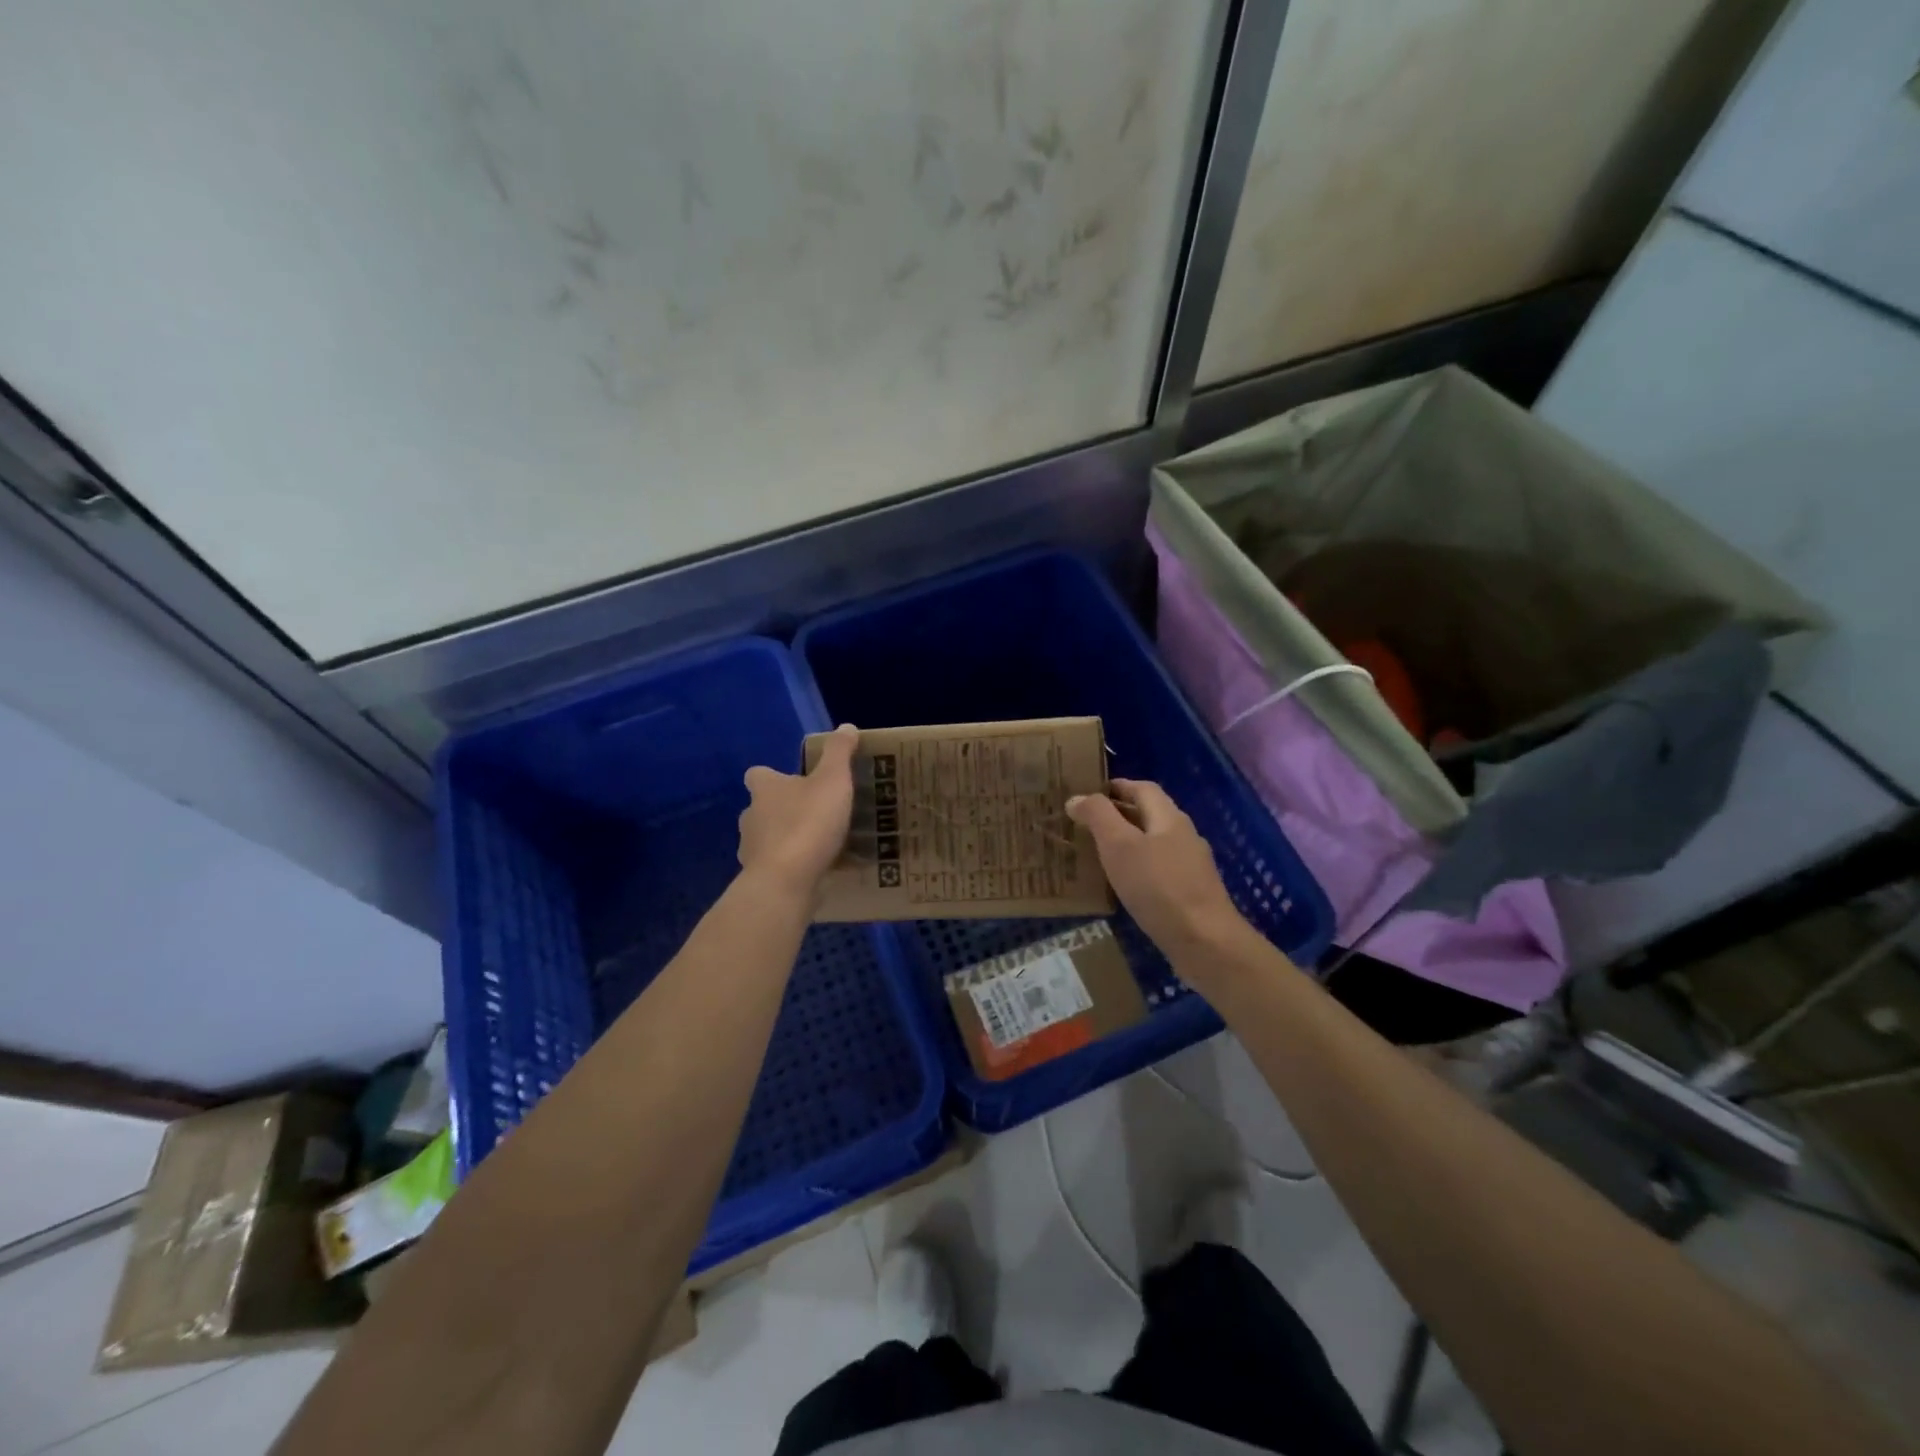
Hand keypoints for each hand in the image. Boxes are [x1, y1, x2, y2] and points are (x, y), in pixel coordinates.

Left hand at [738, 724, 858, 901]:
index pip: (759, 775)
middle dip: (785, 810)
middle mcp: (751, 817)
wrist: (786, 882)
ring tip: (823, 845)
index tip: (795, 780)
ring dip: (791, 840)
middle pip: (764, 808)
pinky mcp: (762, 879)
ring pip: (770, 839)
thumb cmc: (808, 823)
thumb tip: (846, 727)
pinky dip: (796, 867)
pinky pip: (781, 867)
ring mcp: (752, 851)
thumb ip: (839, 753)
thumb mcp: (833, 781)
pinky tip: (822, 871)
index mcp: (765, 789)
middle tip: (818, 813)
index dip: (774, 776)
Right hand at [1067, 779, 1252, 973]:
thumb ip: (1098, 817)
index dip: (1117, 786)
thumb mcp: (1119, 845)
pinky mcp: (1191, 894)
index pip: (1143, 788)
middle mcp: (1184, 835)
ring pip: (1154, 843)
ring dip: (1128, 842)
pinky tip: (1123, 885)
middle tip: (1086, 824)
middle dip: (1120, 814)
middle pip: (1150, 814)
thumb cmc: (1158, 886)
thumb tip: (1077, 797)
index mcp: (1169, 818)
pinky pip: (1159, 870)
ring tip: (1098, 853)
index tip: (1090, 793)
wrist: (1204, 941)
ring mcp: (1191, 866)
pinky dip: (1138, 868)